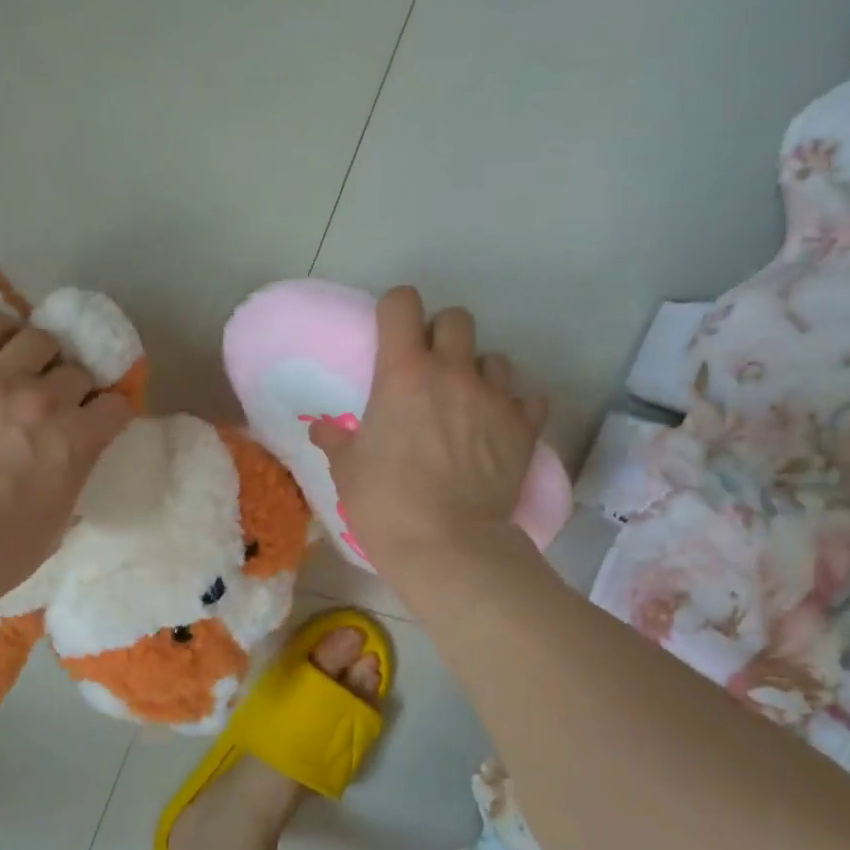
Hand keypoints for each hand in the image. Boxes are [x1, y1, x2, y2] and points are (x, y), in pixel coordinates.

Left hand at [0, 314, 133, 593]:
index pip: (117, 404)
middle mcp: (47, 400)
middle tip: (56, 400)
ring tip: (26, 368)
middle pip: (78, 370)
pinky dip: (0, 331)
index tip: (99, 419)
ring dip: (41, 354)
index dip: (110, 411)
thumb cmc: (3, 550)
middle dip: (73, 386)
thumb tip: (71, 464)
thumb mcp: (60, 521)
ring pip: (39, 338)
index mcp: (79, 440)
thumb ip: (73, 480)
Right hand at [308, 287, 547, 572]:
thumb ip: (336, 440)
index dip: (395, 310)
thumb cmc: (385, 503)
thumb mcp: (348, 470)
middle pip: (456, 319)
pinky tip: (499, 427)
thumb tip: (321, 428)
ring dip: (479, 371)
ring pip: (495, 357)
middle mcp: (452, 372)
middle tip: (430, 369)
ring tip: (468, 401)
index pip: (402, 304)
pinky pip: (527, 398)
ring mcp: (494, 398)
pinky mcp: (524, 427)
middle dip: (441, 334)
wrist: (448, 545)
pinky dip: (514, 406)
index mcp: (402, 373)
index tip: (390, 334)